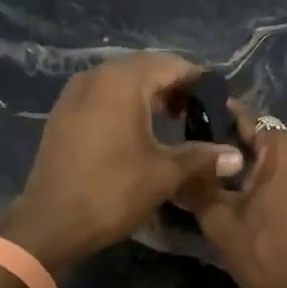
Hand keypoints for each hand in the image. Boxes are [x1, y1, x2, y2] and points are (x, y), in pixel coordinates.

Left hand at [0, 53, 245, 270]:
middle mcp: (96, 76)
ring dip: (149, 96)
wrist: (50, 223)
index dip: (199, 81)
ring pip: (121, 82)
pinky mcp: (63, 115)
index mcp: (122, 81)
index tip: (220, 102)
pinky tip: (138, 132)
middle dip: (174, 86)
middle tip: (198, 112)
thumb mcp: (164, 174)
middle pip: (145, 68)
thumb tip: (236, 156)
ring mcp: (74, 94)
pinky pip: (102, 97)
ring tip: (174, 121)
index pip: (172, 64)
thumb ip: (202, 157)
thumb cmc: (112, 192)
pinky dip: (125, 106)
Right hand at [178, 121, 286, 287]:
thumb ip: (196, 186)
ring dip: (262, 166)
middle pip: (268, 138)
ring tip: (233, 184)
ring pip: (286, 157)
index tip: (195, 126)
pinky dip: (282, 179)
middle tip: (209, 164)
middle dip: (239, 148)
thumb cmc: (266, 254)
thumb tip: (175, 169)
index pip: (247, 119)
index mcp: (286, 148)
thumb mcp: (220, 222)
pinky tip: (262, 199)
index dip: (218, 121)